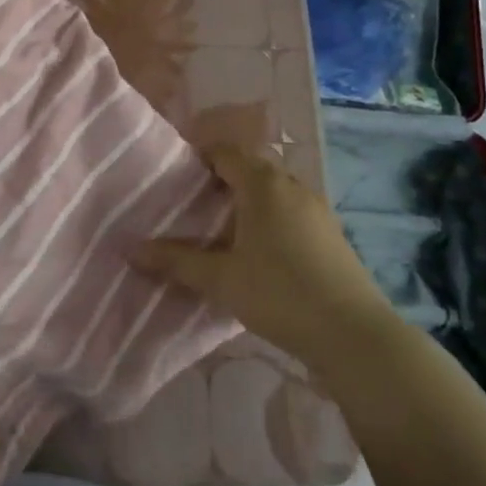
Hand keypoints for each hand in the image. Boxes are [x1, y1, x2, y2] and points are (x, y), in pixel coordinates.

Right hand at [136, 146, 393, 362]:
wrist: (354, 334)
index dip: (199, 155)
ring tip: (220, 226)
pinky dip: (269, 215)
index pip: (225, 151)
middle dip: (221, 178)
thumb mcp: (220, 279)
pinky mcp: (331, 232)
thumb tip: (131, 249)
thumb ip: (175, 261)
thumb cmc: (279, 294)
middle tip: (192, 201)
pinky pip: (291, 209)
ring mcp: (316, 208)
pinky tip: (258, 249)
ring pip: (273, 189)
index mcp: (263, 184)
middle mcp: (291, 186)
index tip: (176, 174)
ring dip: (247, 198)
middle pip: (251, 167)